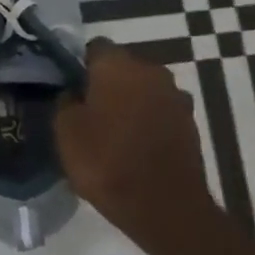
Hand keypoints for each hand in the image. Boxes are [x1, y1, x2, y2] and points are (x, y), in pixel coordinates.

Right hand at [56, 39, 214, 236]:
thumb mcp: (65, 129)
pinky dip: (145, 121)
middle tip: (84, 108)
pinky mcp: (190, 124)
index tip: (67, 85)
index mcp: (118, 66)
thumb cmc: (105, 160)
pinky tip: (131, 144)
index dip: (78, 64)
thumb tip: (74, 92)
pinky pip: (158, 112)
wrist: (164, 206)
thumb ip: (66, 101)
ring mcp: (176, 98)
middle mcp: (152, 72)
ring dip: (127, 102)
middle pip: (122, 67)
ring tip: (108, 129)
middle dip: (104, 82)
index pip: (94, 47)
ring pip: (142, 90)